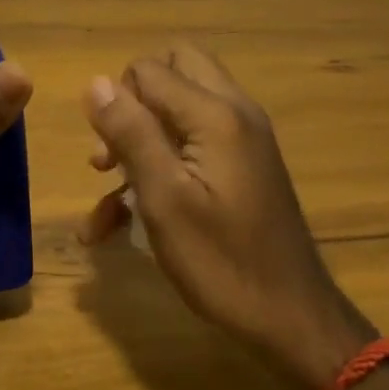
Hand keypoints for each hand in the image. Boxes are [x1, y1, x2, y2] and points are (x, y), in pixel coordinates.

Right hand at [81, 47, 372, 389]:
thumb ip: (131, 134)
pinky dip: (160, 165)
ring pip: (179, 108)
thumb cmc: (222, 261)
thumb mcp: (164, 199)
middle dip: (132, 104)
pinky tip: (119, 221)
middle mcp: (234, 112)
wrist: (292, 319)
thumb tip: (96, 82)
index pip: (148, 69)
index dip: (117, 102)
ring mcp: (242, 138)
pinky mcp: (242, 165)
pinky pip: (193, 143)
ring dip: (140, 139)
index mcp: (216, 114)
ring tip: (106, 190)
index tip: (107, 153)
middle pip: (172, 71)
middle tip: (114, 151)